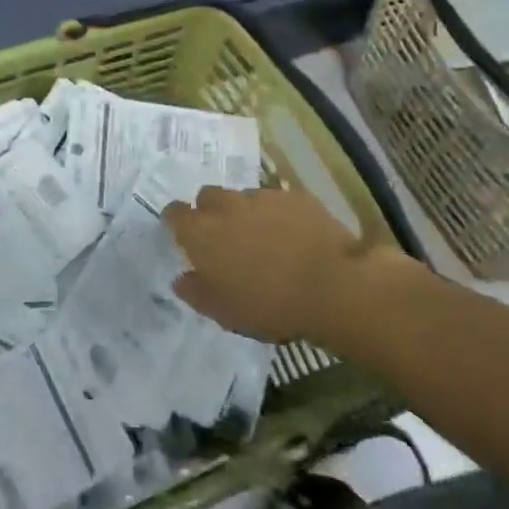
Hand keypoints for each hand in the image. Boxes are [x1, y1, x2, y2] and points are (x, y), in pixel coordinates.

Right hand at [164, 186, 417, 351]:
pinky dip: (279, 215)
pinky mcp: (295, 197)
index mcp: (201, 231)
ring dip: (246, 214)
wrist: (333, 287)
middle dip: (212, 213)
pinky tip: (295, 237)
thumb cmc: (269, 304)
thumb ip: (195, 292)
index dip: (178, 224)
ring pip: (244, 198)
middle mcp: (226, 205)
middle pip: (208, 197)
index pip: (174, 213)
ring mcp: (262, 197)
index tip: (187, 239)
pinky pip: (278, 201)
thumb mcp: (223, 312)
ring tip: (266, 241)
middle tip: (227, 241)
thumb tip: (181, 278)